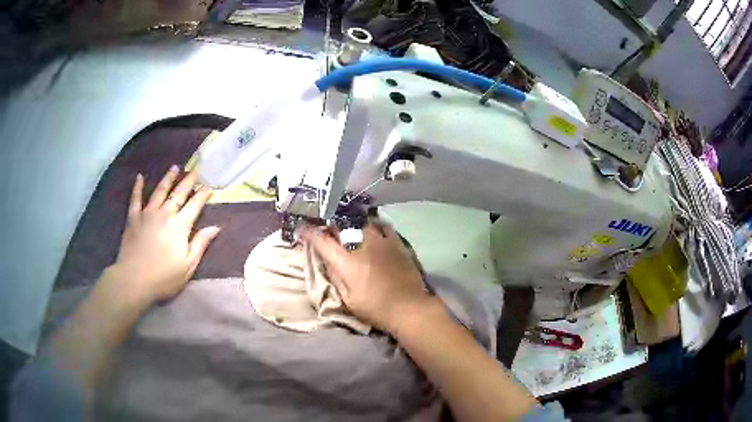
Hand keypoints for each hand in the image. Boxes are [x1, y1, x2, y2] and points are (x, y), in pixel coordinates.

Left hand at [110, 166, 219, 304]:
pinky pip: (135, 199)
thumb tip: (216, 227)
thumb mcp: (188, 265)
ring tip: (175, 167)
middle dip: (188, 181)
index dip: (203, 194)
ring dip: (168, 178)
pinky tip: (139, 177)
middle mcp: (165, 213)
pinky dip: (137, 187)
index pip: (195, 205)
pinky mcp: (133, 218)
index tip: (209, 186)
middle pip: (178, 193)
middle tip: (195, 171)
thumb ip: (200, 244)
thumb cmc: (164, 277)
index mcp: (180, 226)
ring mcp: (148, 213)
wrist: (134, 279)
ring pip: (159, 191)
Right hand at [302, 221, 433, 331]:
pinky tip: (373, 227)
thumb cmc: (375, 308)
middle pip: (341, 225)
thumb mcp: (348, 299)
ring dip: (352, 222)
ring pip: (362, 222)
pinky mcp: (396, 243)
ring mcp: (381, 241)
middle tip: (327, 228)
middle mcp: (361, 245)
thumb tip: (328, 262)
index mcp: (346, 261)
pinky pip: (384, 226)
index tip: (302, 228)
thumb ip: (336, 277)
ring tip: (349, 224)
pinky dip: (375, 224)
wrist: (408, 306)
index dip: (309, 233)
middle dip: (330, 224)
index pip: (322, 241)